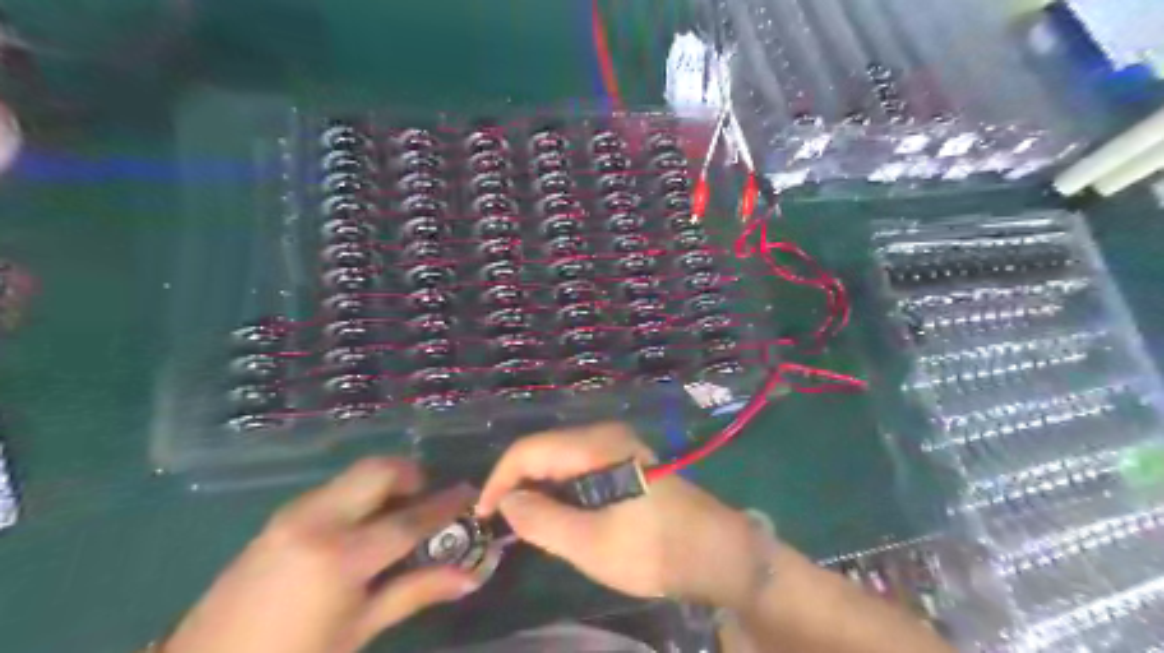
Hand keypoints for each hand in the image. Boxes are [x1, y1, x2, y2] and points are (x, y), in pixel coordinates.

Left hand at [164, 459, 481, 651]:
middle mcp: (318, 520)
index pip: (410, 519)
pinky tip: (362, 526)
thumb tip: (469, 576)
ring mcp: (294, 513)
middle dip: (413, 475)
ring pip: (355, 475)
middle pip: (380, 471)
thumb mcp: (359, 628)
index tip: (470, 494)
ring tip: (398, 512)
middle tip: (428, 498)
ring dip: (386, 483)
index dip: (445, 505)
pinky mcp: (280, 516)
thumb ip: (415, 592)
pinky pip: (334, 490)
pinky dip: (360, 495)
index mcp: (341, 556)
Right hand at [477, 422, 769, 612]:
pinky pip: (577, 466)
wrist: (718, 553)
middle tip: (500, 522)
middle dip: (516, 482)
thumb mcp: (592, 544)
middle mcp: (604, 434)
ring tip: (522, 522)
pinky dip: (558, 488)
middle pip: (543, 449)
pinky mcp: (624, 460)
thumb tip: (506, 501)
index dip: (499, 479)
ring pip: (559, 458)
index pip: (529, 450)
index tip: (482, 515)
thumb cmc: (656, 549)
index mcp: (597, 445)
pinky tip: (555, 513)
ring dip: (537, 486)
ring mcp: (616, 445)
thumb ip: (542, 520)